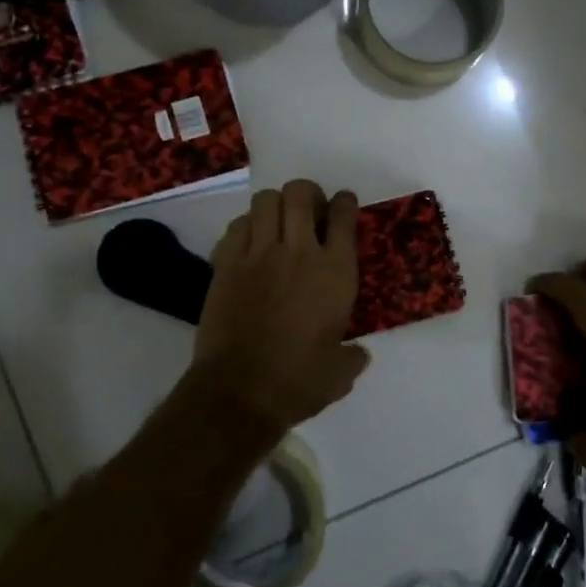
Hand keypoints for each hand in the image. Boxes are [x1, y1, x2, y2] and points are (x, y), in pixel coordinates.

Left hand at [188, 180, 371, 437]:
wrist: (239, 392)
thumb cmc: (297, 382)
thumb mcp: (339, 373)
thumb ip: (353, 357)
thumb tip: (359, 354)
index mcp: (335, 273)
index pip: (343, 216)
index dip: (344, 204)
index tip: (342, 205)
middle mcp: (299, 252)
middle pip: (301, 193)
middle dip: (308, 194)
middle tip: (309, 212)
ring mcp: (258, 254)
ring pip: (266, 201)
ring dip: (276, 205)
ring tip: (278, 223)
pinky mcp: (226, 265)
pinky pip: (237, 225)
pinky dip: (247, 226)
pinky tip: (251, 243)